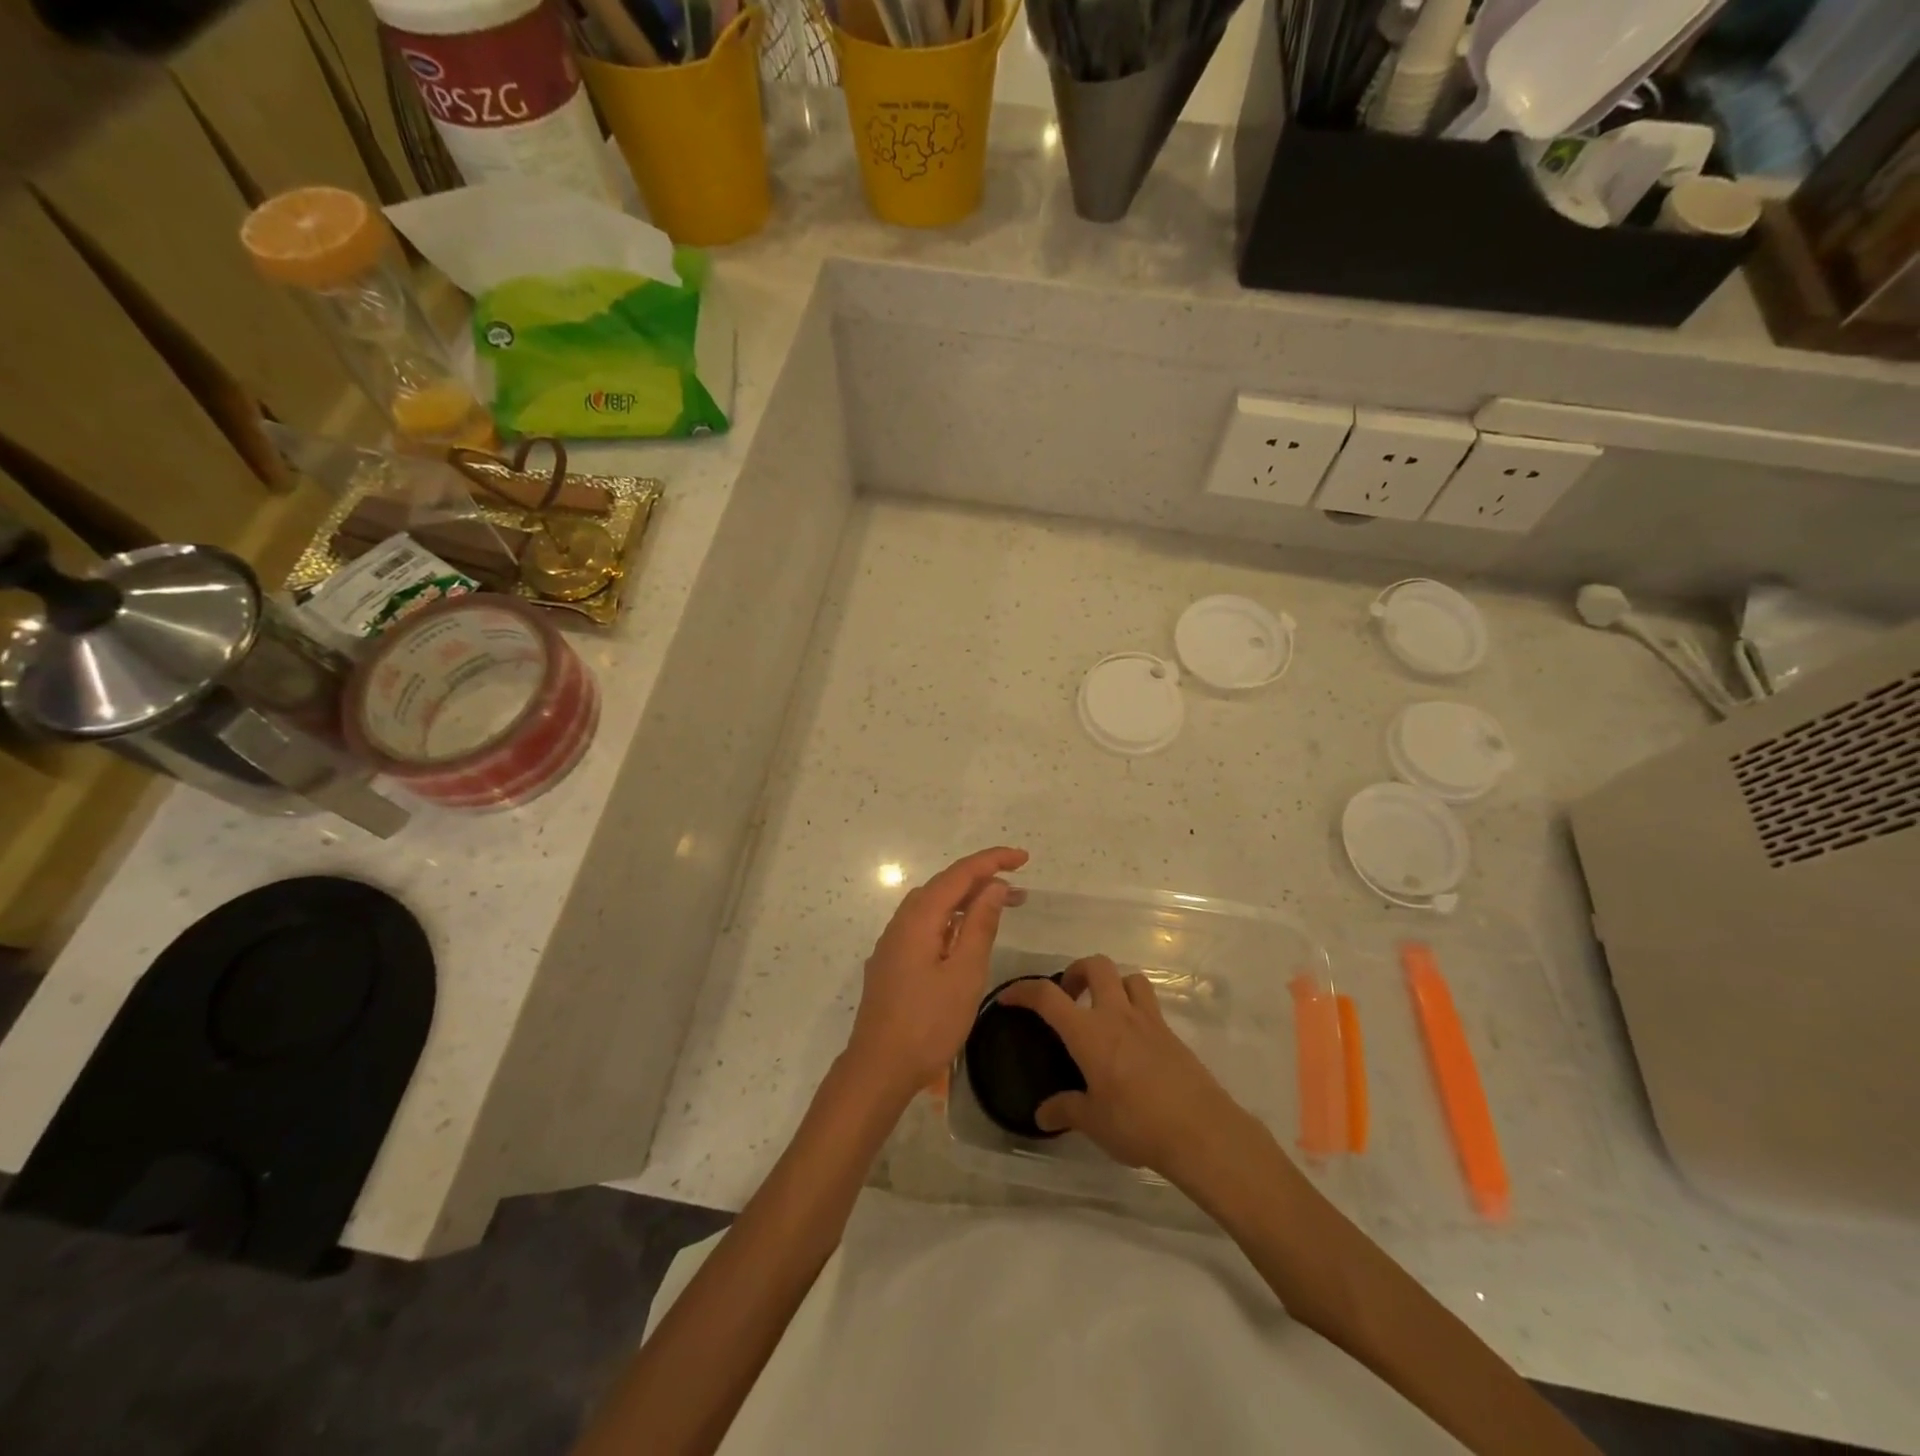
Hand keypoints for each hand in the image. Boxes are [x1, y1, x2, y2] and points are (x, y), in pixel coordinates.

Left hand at [844, 846, 1028, 1107]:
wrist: (878, 1069)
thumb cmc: (927, 1023)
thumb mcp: (964, 973)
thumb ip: (980, 925)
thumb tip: (994, 886)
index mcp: (919, 918)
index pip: (959, 874)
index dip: (992, 861)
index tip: (1023, 858)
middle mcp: (901, 922)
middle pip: (944, 886)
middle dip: (982, 880)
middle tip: (1019, 892)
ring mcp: (893, 943)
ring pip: (933, 906)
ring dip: (966, 901)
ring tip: (998, 908)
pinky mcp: (892, 962)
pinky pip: (924, 926)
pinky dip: (950, 920)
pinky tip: (964, 937)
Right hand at [995, 955, 1246, 1181]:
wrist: (1201, 1131)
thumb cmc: (1138, 1124)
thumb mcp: (1094, 1122)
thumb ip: (1066, 1110)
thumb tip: (1042, 1114)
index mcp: (1089, 1032)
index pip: (1048, 997)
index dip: (1024, 991)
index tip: (1009, 998)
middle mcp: (1117, 1015)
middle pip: (1096, 966)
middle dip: (1076, 971)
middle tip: (1068, 995)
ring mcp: (1148, 1021)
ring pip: (1129, 977)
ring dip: (1111, 983)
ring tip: (1103, 1009)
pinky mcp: (1171, 1034)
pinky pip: (1149, 1003)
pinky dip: (1134, 1007)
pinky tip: (1130, 1041)